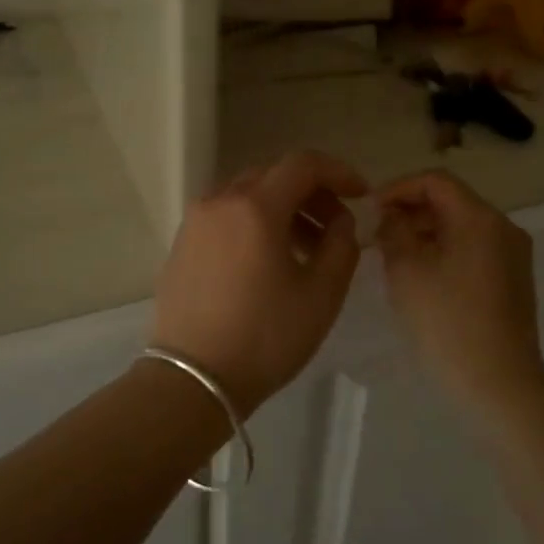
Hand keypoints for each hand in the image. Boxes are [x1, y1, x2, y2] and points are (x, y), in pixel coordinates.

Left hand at [151, 151, 367, 413]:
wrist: (193, 379)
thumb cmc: (265, 336)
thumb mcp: (322, 294)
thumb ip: (342, 245)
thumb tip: (339, 221)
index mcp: (255, 206)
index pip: (303, 164)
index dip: (338, 172)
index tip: (360, 194)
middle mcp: (220, 201)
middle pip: (274, 175)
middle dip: (311, 192)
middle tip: (336, 225)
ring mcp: (195, 221)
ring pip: (247, 194)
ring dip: (283, 207)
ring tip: (305, 248)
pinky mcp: (182, 243)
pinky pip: (226, 215)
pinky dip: (254, 222)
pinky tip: (268, 259)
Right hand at [376, 171, 543, 410]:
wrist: (500, 384)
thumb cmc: (447, 322)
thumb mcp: (406, 270)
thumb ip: (393, 231)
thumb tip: (391, 215)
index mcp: (480, 218)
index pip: (435, 181)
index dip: (398, 188)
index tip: (370, 210)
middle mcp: (503, 228)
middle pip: (451, 202)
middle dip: (410, 212)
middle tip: (376, 236)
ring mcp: (513, 256)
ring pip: (461, 228)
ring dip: (425, 233)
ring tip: (392, 257)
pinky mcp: (513, 281)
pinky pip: (473, 250)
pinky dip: (444, 252)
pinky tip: (421, 278)